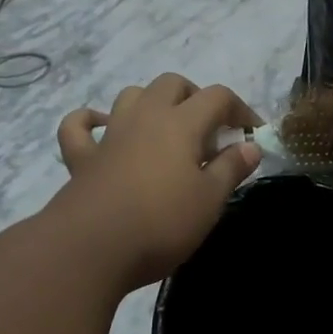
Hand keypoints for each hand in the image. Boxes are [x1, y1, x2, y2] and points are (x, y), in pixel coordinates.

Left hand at [54, 74, 261, 290]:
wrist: (91, 249)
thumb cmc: (161, 224)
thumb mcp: (210, 200)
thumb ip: (231, 169)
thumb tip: (251, 146)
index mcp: (181, 124)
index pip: (218, 97)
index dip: (241, 109)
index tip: (253, 134)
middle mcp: (145, 117)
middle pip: (172, 84)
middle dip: (196, 97)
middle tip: (210, 130)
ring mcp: (110, 135)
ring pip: (132, 96)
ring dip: (152, 102)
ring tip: (166, 129)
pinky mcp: (82, 158)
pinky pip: (79, 126)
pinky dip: (91, 121)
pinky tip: (102, 128)